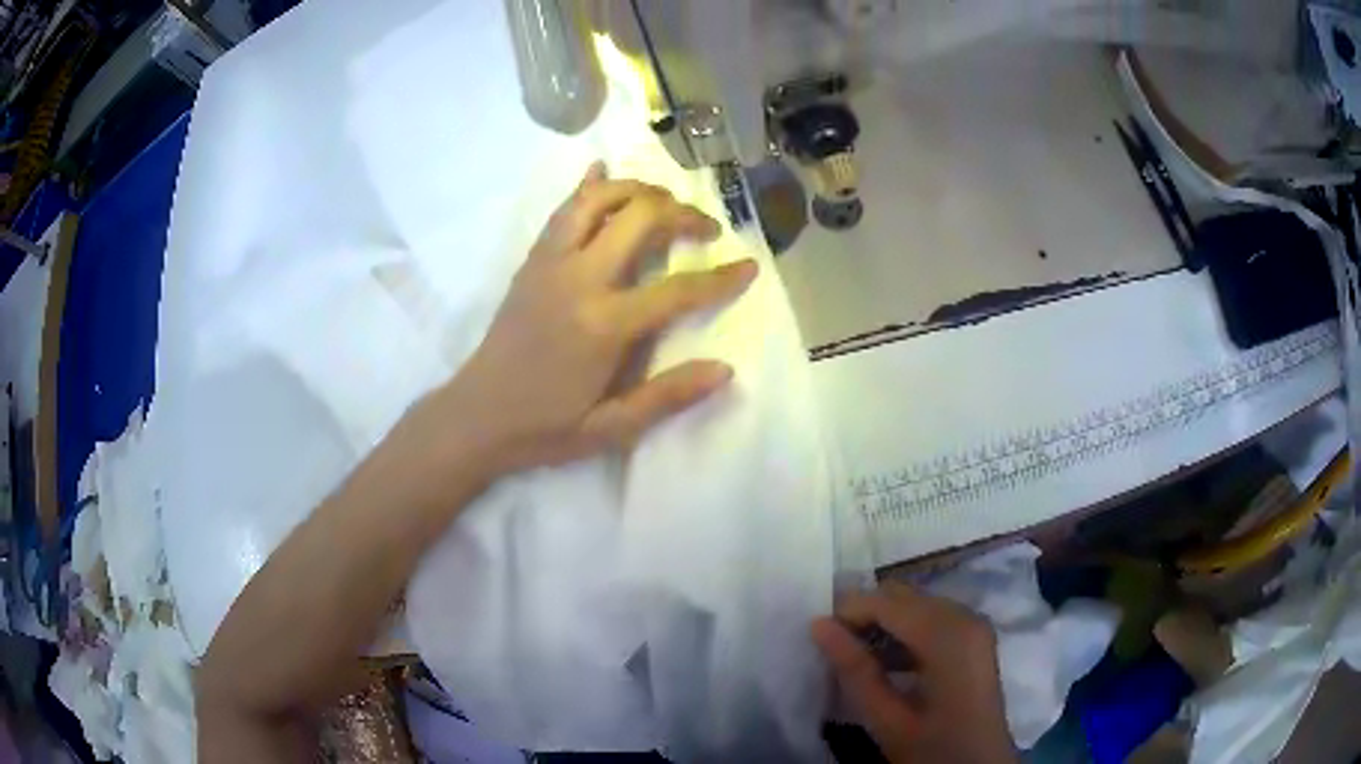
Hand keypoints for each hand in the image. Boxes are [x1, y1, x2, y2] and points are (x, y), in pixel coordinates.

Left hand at [403, 163, 755, 478]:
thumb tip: (725, 369)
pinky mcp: (532, 261)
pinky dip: (588, 186)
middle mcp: (579, 279)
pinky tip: (602, 172)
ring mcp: (550, 263)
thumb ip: (668, 397)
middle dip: (683, 214)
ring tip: (664, 202)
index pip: (677, 289)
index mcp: (604, 324)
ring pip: (598, 199)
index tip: (750, 266)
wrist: (475, 416)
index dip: (720, 278)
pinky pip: (563, 210)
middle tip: (706, 229)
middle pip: (640, 219)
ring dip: (638, 190)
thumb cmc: (545, 428)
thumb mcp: (611, 429)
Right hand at [812, 583, 1015, 763]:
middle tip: (833, 648)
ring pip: (916, 604)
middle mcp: (965, 617)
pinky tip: (885, 663)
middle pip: (904, 596)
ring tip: (853, 658)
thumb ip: (855, 671)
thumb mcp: (888, 720)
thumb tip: (819, 625)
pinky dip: (904, 633)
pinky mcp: (974, 638)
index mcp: (949, 635)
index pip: (887, 601)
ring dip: (883, 623)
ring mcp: (974, 626)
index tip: (817, 637)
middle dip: (865, 614)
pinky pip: (932, 619)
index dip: (848, 611)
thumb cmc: (933, 750)